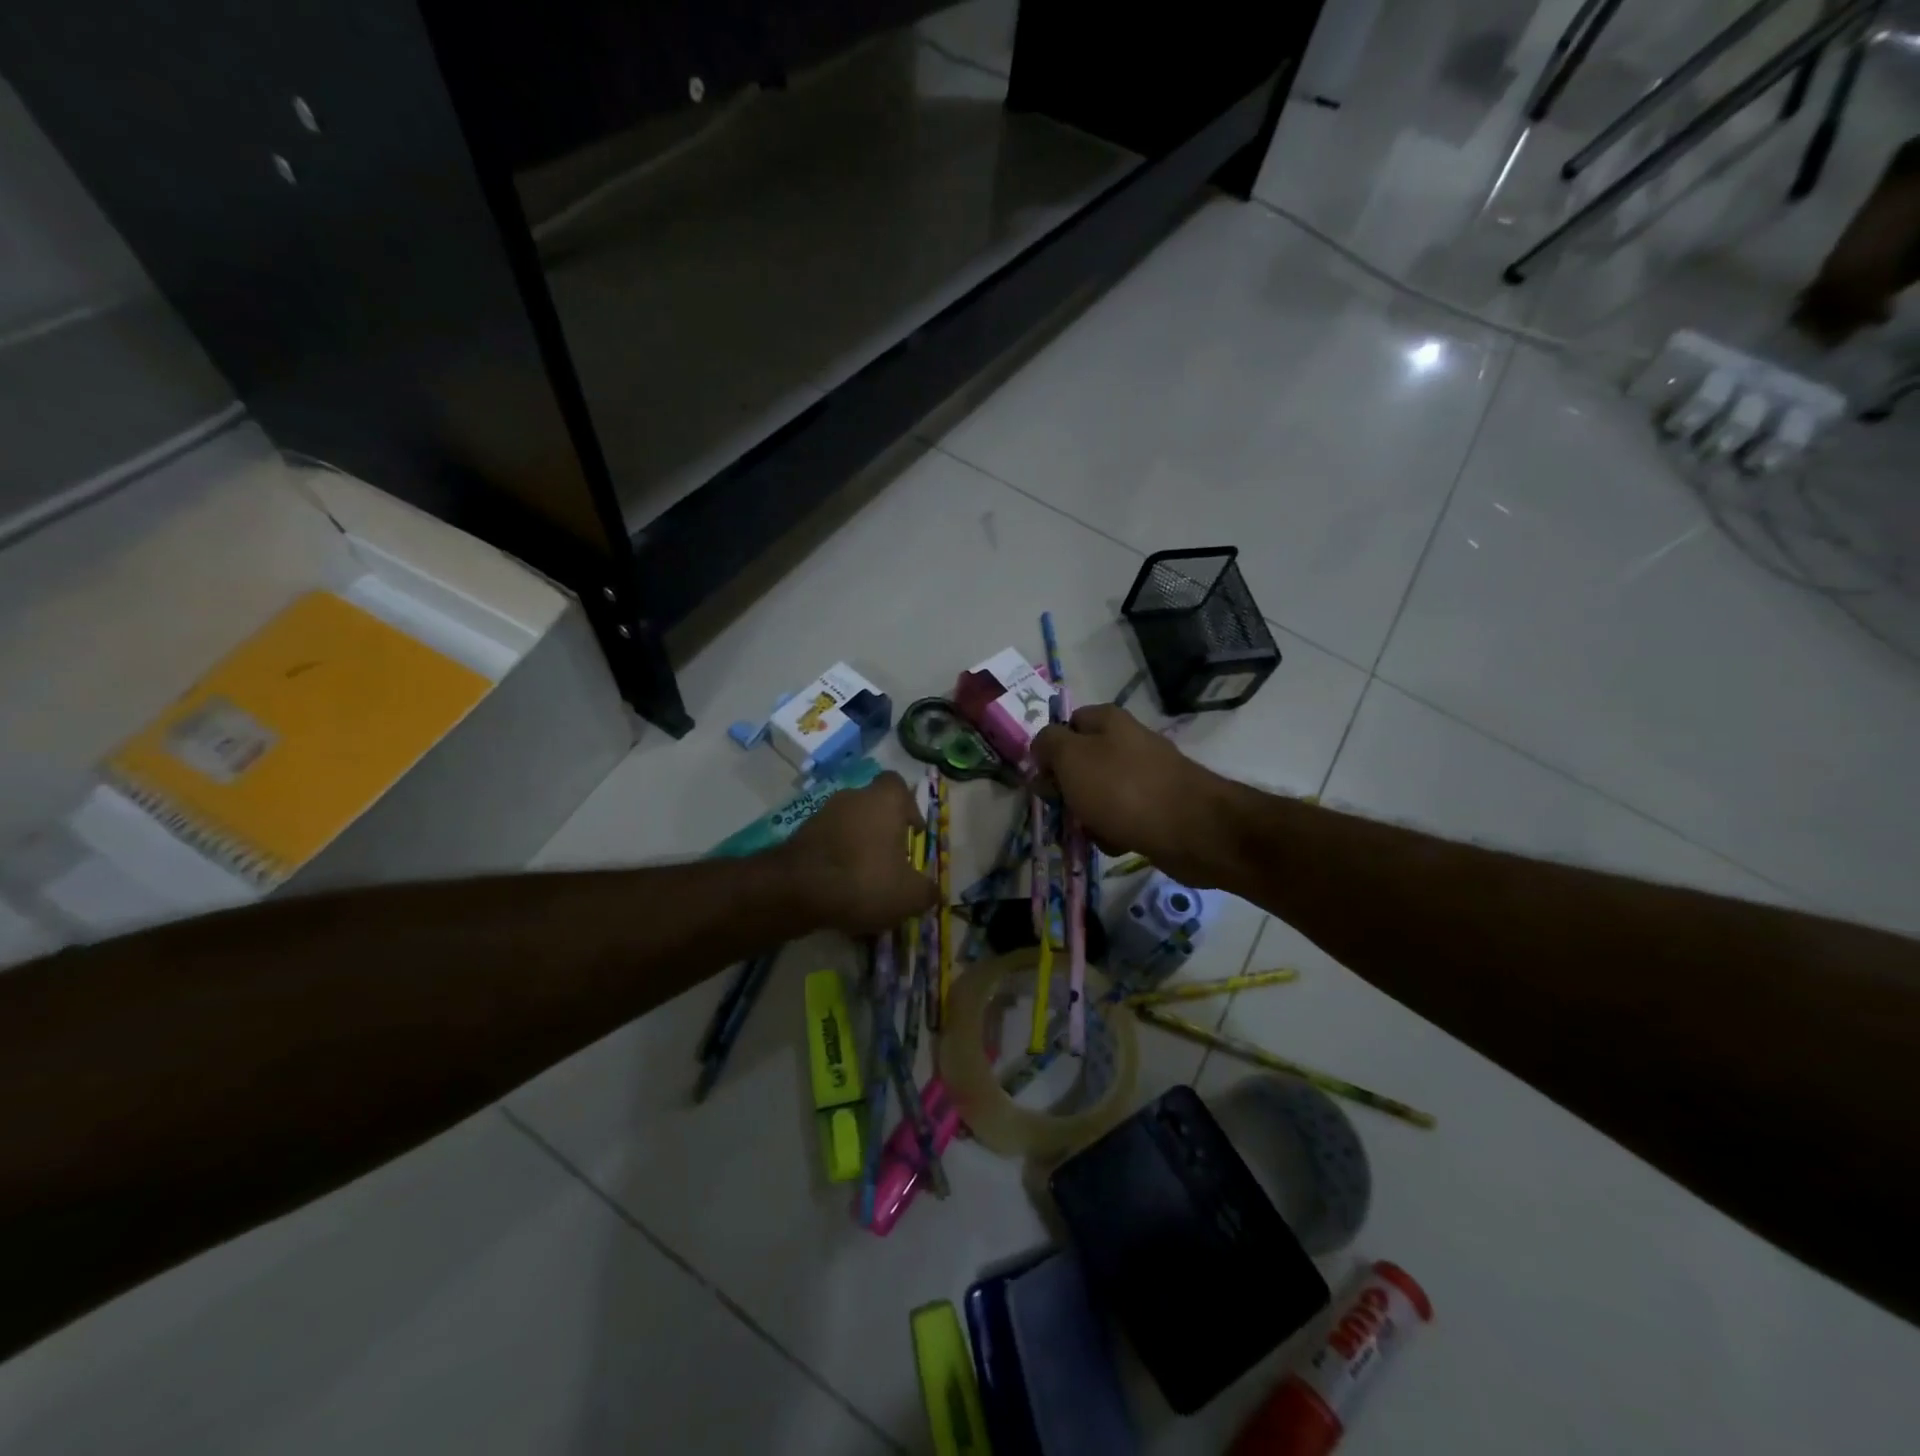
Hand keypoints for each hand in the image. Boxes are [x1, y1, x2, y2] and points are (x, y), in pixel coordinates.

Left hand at [779, 772, 937, 934]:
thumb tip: (932, 891)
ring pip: (849, 825)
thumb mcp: (909, 895)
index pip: (898, 785)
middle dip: (882, 831)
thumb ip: (926, 891)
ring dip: (858, 846)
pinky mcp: (800, 834)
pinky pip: (828, 843)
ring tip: (864, 880)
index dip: (908, 807)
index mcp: (884, 800)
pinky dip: (836, 859)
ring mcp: (822, 813)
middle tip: (891, 862)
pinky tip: (840, 888)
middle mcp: (853, 797)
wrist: (797, 889)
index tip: (913, 832)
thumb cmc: (864, 880)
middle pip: (873, 806)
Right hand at [1032, 705, 1236, 888]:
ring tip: (1091, 831)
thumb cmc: (1122, 788)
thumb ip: (1048, 744)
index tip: (1042, 777)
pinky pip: (1123, 817)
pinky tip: (1116, 843)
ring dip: (1088, 816)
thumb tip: (1042, 746)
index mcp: (1108, 721)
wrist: (1191, 830)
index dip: (1050, 748)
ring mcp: (1147, 775)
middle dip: (1068, 789)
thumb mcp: (1071, 757)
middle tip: (1063, 808)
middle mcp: (1129, 742)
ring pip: (1100, 794)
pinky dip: (1114, 832)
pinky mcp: (1159, 807)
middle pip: (1082, 763)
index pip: (1068, 723)